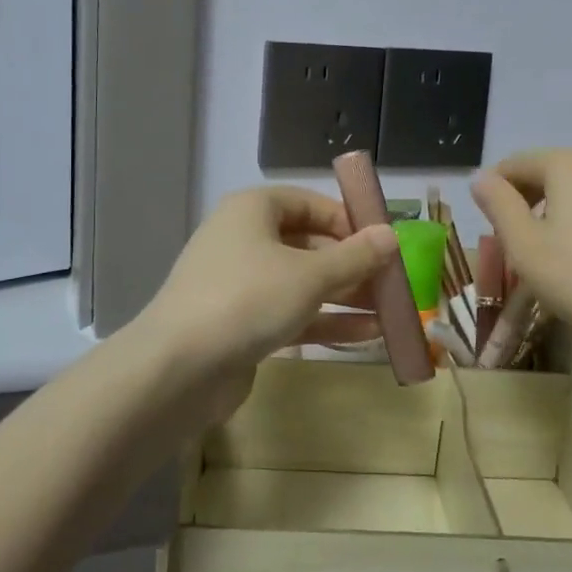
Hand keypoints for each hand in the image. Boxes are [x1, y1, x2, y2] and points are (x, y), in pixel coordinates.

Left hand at [140, 184, 398, 384]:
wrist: (179, 368)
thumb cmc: (248, 299)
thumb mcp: (311, 275)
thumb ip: (355, 256)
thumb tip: (391, 235)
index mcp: (253, 210)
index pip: (308, 203)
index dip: (347, 219)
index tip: (382, 241)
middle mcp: (245, 240)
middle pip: (308, 244)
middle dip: (352, 264)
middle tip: (393, 281)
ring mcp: (241, 284)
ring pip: (302, 282)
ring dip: (346, 296)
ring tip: (392, 311)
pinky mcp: (241, 324)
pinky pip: (291, 313)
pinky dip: (326, 321)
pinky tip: (368, 335)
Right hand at [471, 148, 571, 355]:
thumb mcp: (523, 245)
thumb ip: (497, 204)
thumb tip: (481, 178)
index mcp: (569, 163)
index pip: (517, 163)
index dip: (496, 189)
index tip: (488, 222)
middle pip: (553, 170)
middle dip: (530, 197)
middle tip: (518, 237)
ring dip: (562, 206)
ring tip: (556, 246)